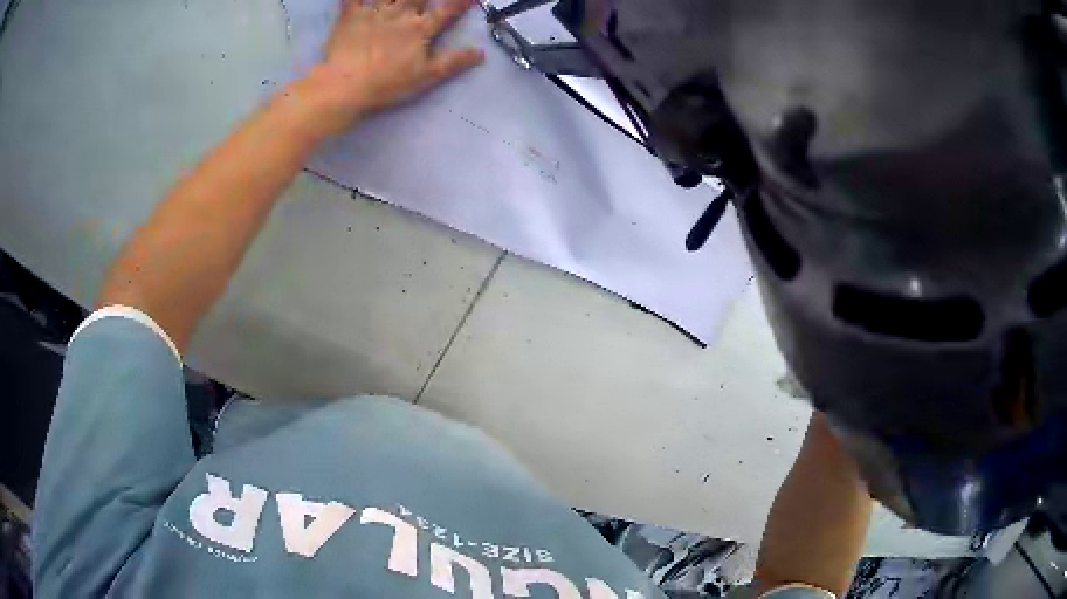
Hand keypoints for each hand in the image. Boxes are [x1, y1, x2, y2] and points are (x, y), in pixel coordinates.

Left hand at [305, 0, 484, 133]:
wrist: (345, 86)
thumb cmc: (386, 84)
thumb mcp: (425, 77)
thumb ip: (453, 62)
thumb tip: (480, 52)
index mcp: (420, 28)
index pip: (447, 10)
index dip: (460, 1)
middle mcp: (400, 14)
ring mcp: (374, 12)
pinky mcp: (350, 16)